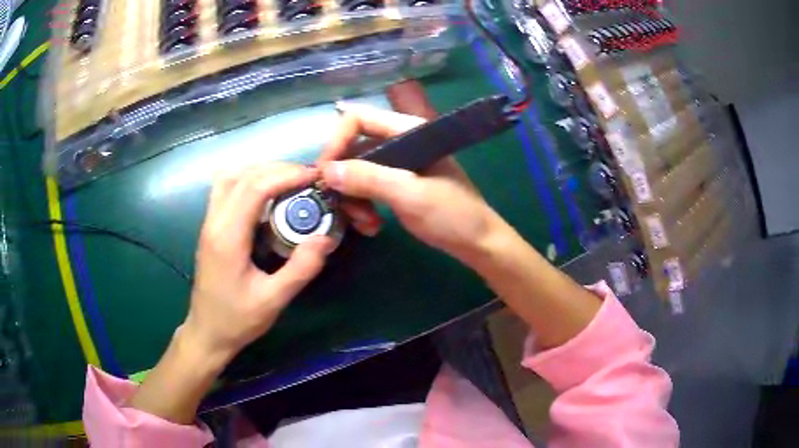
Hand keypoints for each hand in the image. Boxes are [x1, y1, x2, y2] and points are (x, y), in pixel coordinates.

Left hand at [185, 163, 334, 362]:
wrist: (207, 332)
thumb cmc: (238, 319)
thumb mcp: (273, 300)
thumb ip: (300, 269)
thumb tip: (325, 238)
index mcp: (228, 238)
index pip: (254, 188)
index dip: (286, 175)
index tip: (314, 177)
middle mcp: (214, 222)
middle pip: (242, 175)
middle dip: (277, 168)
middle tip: (306, 178)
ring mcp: (209, 222)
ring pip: (229, 176)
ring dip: (259, 170)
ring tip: (287, 180)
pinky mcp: (210, 226)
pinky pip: (225, 188)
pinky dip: (247, 179)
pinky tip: (265, 193)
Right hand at [318, 103, 503, 263]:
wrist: (476, 243)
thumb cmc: (452, 215)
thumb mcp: (409, 195)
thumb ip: (368, 179)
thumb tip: (326, 170)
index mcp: (407, 131)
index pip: (358, 119)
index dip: (337, 141)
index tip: (324, 173)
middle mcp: (399, 142)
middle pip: (353, 147)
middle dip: (343, 177)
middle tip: (340, 206)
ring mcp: (397, 165)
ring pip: (356, 171)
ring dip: (352, 198)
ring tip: (364, 223)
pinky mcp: (396, 185)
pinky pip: (366, 188)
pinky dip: (362, 206)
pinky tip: (371, 226)